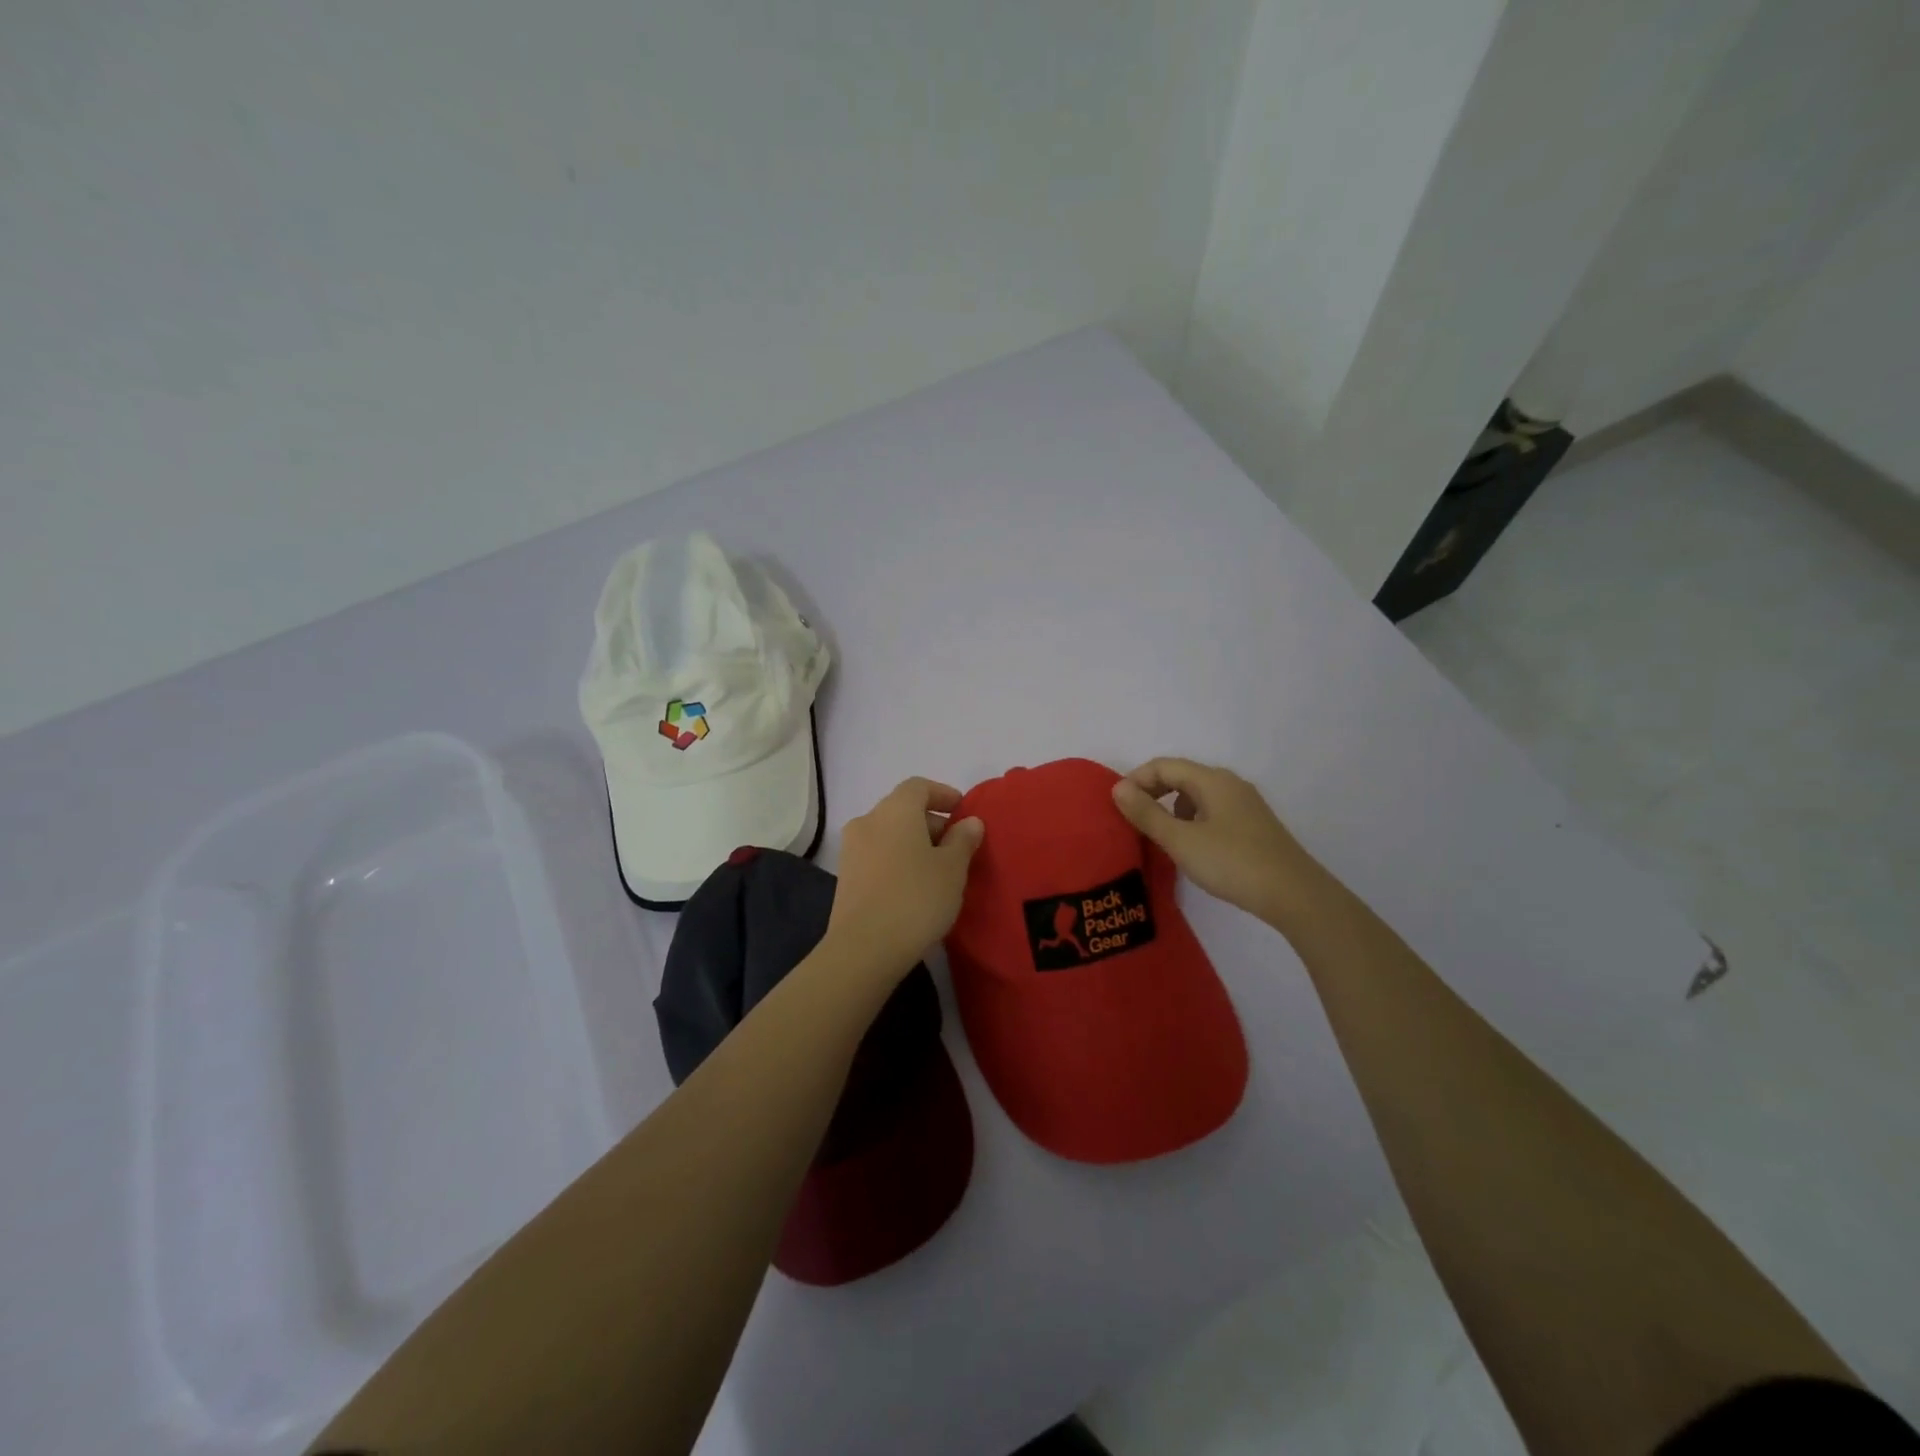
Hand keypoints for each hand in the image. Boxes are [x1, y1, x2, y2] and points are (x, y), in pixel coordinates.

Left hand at [826, 777, 984, 979]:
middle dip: (932, 823)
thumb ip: (963, 840)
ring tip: (939, 870)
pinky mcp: (845, 877)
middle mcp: (868, 821)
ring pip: (889, 834)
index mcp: (895, 810)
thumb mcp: (952, 869)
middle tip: (958, 847)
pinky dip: (897, 861)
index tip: (963, 811)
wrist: (864, 948)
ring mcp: (851, 849)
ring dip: (914, 844)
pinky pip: (877, 856)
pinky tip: (915, 888)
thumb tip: (969, 822)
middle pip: (903, 809)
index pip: (919, 786)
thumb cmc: (916, 898)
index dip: (943, 794)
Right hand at [1112, 758, 1322, 927]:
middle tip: (1132, 819)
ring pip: (1197, 795)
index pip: (1163, 765)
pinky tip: (1191, 846)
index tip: (1117, 806)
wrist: (1294, 895)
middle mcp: (1229, 784)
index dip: (1136, 780)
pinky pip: (1212, 811)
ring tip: (1158, 835)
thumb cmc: (1232, 862)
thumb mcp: (1181, 840)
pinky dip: (1191, 820)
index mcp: (1211, 780)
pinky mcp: (1253, 825)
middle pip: (1181, 776)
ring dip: (1171, 807)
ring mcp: (1245, 804)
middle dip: (1152, 792)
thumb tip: (1118, 788)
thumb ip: (1147, 813)